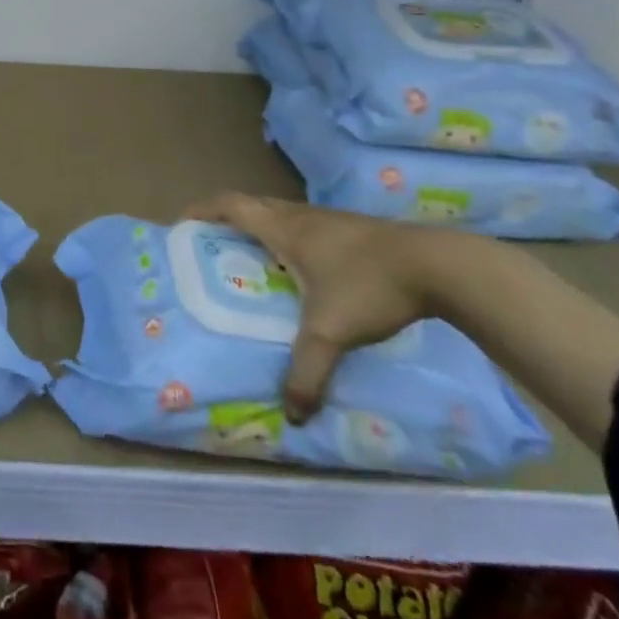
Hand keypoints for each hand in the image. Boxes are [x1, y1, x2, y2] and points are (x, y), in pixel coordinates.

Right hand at [182, 191, 445, 421]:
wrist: (437, 265)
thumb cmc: (368, 285)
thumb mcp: (331, 333)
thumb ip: (307, 372)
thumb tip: (290, 414)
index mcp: (283, 228)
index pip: (229, 204)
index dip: (201, 210)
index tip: (181, 224)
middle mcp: (300, 216)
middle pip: (252, 205)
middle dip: (227, 221)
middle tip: (213, 246)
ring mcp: (329, 219)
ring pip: (281, 215)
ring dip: (261, 229)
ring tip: (254, 261)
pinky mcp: (353, 229)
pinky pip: (306, 226)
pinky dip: (290, 240)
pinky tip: (305, 271)